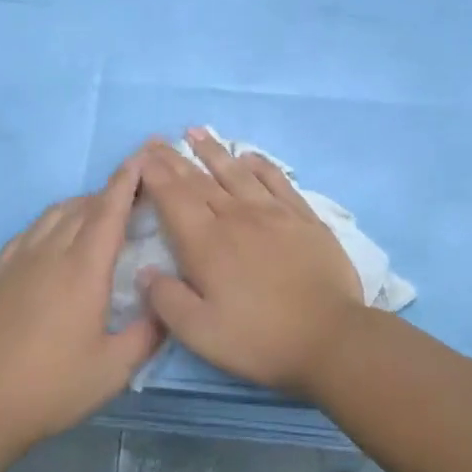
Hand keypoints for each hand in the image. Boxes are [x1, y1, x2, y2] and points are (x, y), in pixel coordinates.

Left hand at [0, 161, 163, 451]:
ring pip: (56, 213)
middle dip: (113, 191)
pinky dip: (53, 221)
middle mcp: (52, 252)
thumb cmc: (52, 386)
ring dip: (83, 204)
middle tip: (137, 193)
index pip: (110, 210)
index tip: (144, 156)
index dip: (129, 180)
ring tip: (101, 213)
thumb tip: (167, 304)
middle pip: (85, 206)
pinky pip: (31, 229)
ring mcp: (20, 258)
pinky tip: (57, 236)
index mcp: (84, 269)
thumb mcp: (114, 370)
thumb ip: (148, 333)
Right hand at [134, 129, 364, 396]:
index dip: (155, 175)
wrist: (330, 338)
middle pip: (199, 180)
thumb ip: (167, 300)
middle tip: (156, 140)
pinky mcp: (304, 218)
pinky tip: (249, 156)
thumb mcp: (200, 333)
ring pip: (236, 173)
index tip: (142, 156)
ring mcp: (273, 213)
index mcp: (206, 244)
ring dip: (213, 151)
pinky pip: (277, 180)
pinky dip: (259, 165)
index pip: (173, 198)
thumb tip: (144, 271)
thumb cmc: (259, 339)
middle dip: (174, 159)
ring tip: (195, 132)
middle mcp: (236, 218)